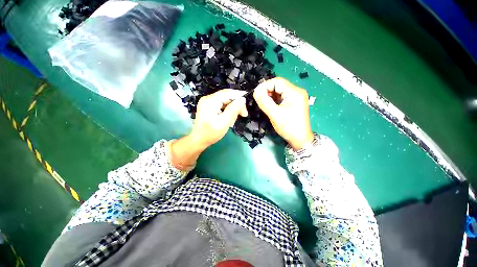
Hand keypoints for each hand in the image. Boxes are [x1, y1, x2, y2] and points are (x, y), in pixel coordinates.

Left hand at [171, 89, 247, 170]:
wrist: (199, 140)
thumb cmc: (211, 133)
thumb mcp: (224, 122)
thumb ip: (233, 110)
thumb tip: (242, 99)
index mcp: (210, 101)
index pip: (227, 93)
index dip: (239, 96)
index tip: (247, 103)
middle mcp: (208, 99)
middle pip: (227, 97)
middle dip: (236, 105)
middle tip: (243, 114)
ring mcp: (208, 103)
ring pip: (225, 101)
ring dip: (232, 109)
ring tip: (233, 120)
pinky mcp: (209, 107)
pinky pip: (222, 105)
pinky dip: (227, 111)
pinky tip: (229, 119)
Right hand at [253, 77, 313, 149]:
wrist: (300, 140)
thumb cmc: (289, 127)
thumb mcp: (275, 114)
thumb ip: (264, 102)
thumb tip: (255, 91)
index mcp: (294, 92)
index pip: (277, 81)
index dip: (265, 86)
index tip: (256, 94)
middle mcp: (296, 92)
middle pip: (278, 85)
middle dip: (267, 91)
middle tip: (258, 99)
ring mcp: (295, 97)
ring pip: (279, 91)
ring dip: (269, 95)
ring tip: (262, 103)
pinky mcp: (293, 103)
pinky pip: (281, 97)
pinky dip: (273, 100)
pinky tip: (269, 105)